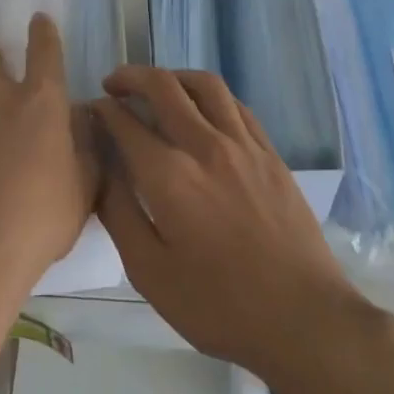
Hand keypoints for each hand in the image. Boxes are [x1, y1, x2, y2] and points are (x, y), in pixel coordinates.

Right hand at [94, 67, 378, 389]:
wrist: (302, 317)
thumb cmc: (218, 305)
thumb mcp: (150, 273)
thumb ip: (120, 214)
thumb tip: (103, 171)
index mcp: (169, 176)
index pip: (126, 123)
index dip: (103, 110)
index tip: (91, 110)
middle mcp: (205, 146)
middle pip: (164, 87)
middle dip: (132, 78)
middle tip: (114, 85)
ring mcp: (243, 145)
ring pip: (205, 85)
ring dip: (174, 76)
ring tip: (158, 87)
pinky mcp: (270, 154)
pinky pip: (236, 105)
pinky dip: (211, 95)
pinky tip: (203, 109)